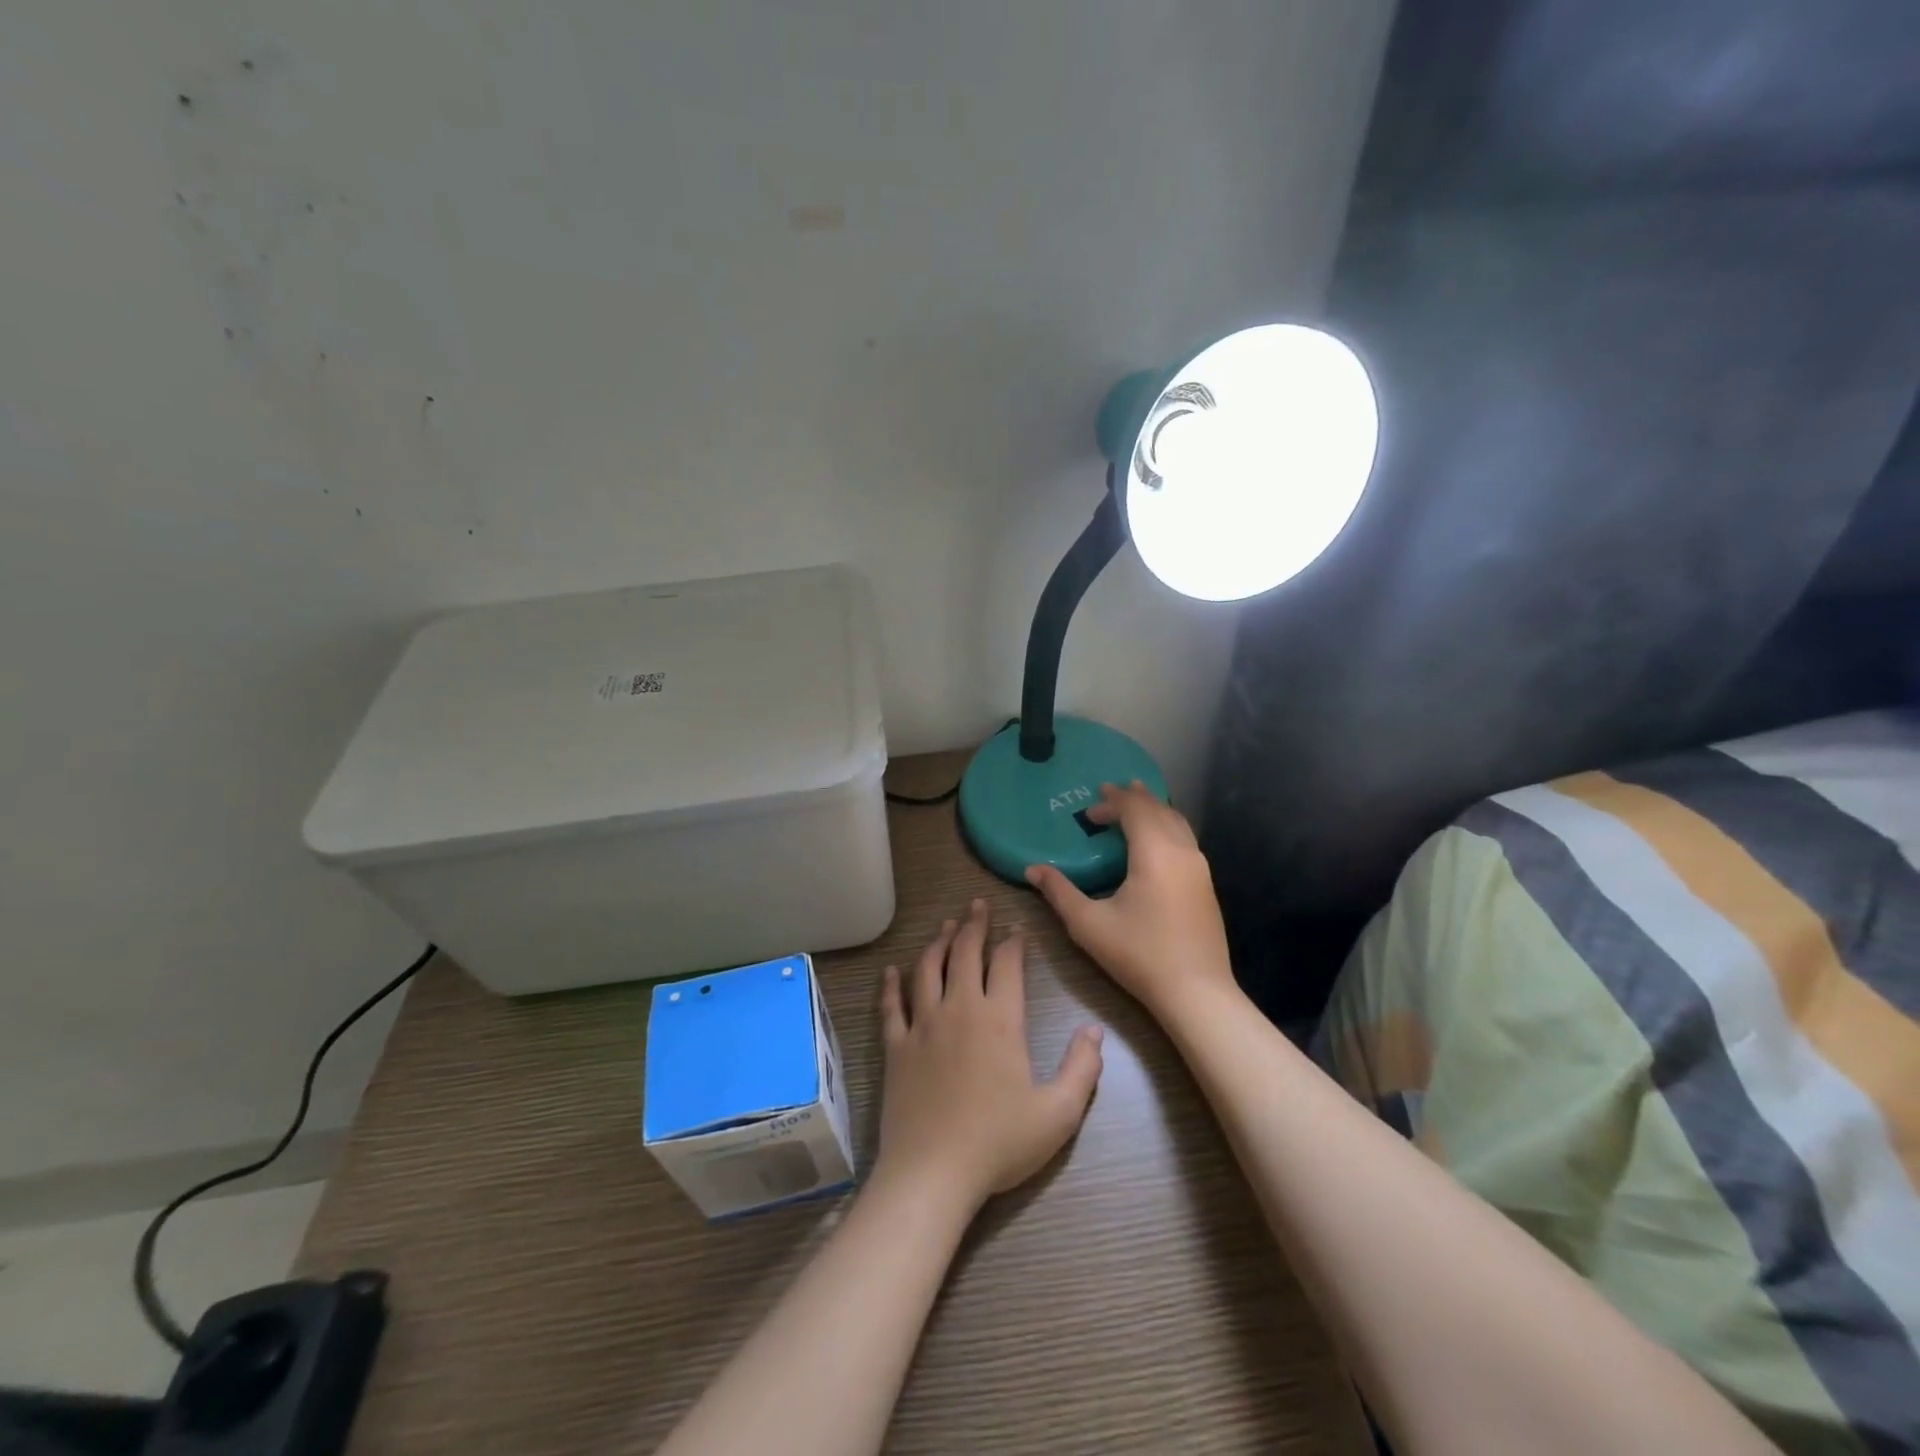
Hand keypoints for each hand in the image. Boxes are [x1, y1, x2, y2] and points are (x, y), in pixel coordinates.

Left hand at [875, 899, 1103, 1208]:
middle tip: (976, 904)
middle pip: (964, 953)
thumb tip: (1095, 1031)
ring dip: (938, 943)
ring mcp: (922, 1025)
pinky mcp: (896, 1046)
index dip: (1013, 941)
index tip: (1016, 927)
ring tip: (945, 925)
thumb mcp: (1058, 1113)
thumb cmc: (999, 1143)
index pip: (1007, 964)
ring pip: (928, 969)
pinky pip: (891, 1006)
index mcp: (1000, 1020)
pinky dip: (891, 985)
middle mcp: (959, 1009)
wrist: (933, 1173)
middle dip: (973, 925)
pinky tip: (892, 971)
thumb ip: (1082, 1068)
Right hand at [1025, 782, 1235, 1021]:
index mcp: (1154, 852)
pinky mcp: (1206, 885)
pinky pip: (1185, 839)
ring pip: (1177, 822)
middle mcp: (1182, 851)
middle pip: (1159, 809)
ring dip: (1153, 810)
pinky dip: (1166, 827)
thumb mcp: (1089, 924)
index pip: (1135, 809)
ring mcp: (1200, 868)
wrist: (1196, 992)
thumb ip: (1059, 892)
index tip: (1090, 806)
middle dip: (1133, 798)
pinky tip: (1155, 843)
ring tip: (1135, 806)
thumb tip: (1032, 869)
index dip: (1112, 801)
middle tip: (1109, 794)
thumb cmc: (1139, 954)